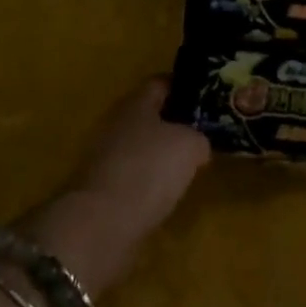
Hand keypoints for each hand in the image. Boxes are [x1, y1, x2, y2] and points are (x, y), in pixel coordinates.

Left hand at [19, 77, 208, 293]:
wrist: (101, 223)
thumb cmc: (148, 169)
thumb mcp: (189, 146)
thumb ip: (198, 138)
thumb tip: (197, 145)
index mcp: (135, 103)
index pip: (160, 83)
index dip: (183, 88)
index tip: (204, 98)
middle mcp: (116, 123)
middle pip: (148, 115)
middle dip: (172, 123)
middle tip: (200, 133)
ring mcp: (105, 157)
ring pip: (140, 147)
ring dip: (159, 155)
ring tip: (187, 166)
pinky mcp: (101, 189)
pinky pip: (132, 176)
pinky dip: (148, 181)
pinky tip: (165, 193)